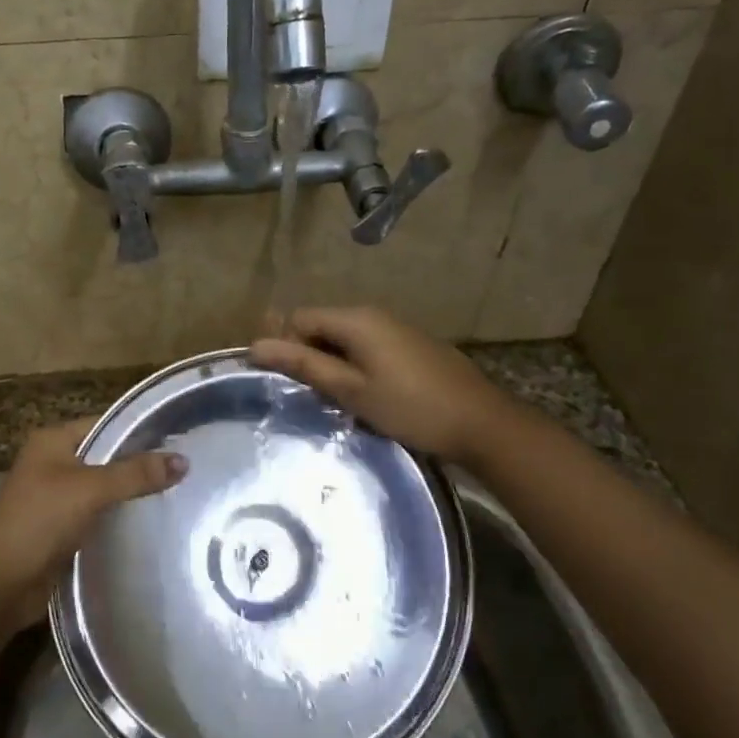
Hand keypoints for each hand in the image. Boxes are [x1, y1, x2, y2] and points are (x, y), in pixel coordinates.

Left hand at [0, 417, 186, 630]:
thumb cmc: (38, 521)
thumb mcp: (89, 489)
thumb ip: (135, 474)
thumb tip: (184, 461)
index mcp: (53, 441)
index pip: (105, 424)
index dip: (140, 431)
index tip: (180, 440)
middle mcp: (54, 463)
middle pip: (107, 457)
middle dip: (141, 465)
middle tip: (187, 470)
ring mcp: (57, 498)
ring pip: (104, 489)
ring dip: (132, 495)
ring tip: (179, 495)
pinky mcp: (63, 530)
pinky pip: (99, 516)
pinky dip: (120, 519)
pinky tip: (152, 524)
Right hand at [250, 307, 510, 459]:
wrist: (482, 423)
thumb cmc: (410, 407)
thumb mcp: (351, 389)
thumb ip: (304, 364)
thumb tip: (256, 346)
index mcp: (355, 320)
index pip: (299, 318)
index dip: (284, 345)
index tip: (284, 381)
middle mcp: (373, 314)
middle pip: (321, 325)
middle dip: (307, 354)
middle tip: (307, 394)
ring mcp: (395, 328)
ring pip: (344, 338)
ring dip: (331, 362)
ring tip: (333, 399)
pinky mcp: (411, 345)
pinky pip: (367, 346)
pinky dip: (354, 365)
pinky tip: (363, 395)